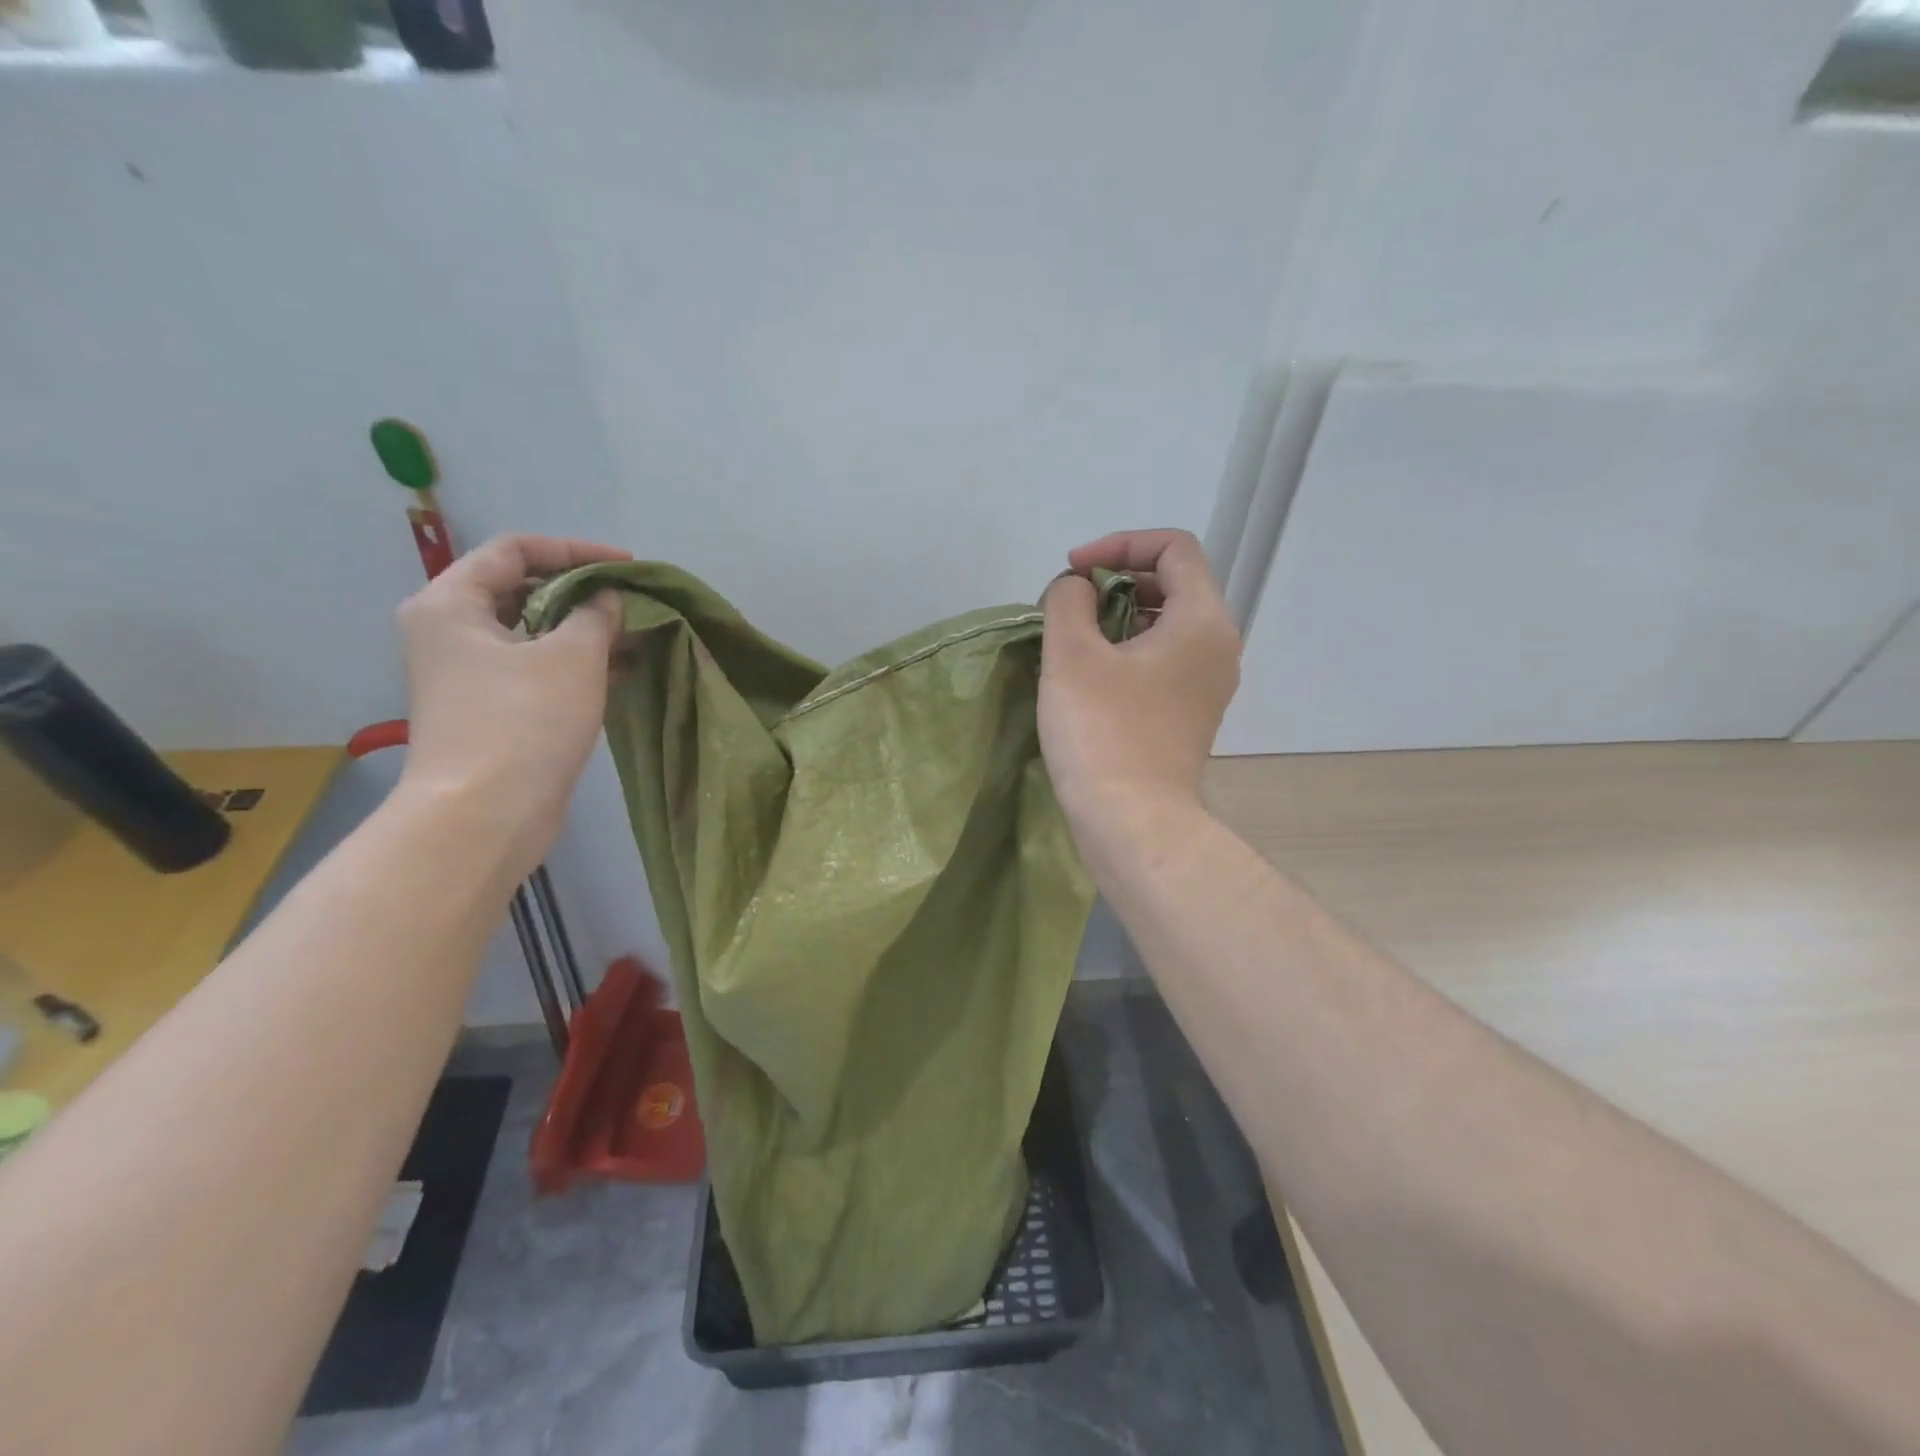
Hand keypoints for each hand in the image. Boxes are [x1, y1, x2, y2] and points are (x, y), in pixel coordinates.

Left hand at [393, 534, 628, 876]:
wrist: (484, 815)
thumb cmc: (523, 721)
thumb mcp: (572, 656)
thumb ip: (596, 614)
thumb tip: (607, 599)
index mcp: (451, 604)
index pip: (515, 550)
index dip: (576, 551)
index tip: (628, 566)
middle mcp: (451, 631)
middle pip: (522, 589)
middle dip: (583, 592)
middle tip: (632, 601)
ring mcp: (470, 674)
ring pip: (534, 633)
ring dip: (585, 630)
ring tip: (637, 634)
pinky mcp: (491, 709)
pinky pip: (537, 668)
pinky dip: (576, 663)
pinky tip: (623, 669)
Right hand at [1040, 529, 1240, 825]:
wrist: (1134, 823)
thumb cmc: (1103, 733)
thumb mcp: (1072, 655)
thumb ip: (1068, 601)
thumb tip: (1076, 590)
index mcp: (1202, 620)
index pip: (1174, 548)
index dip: (1119, 544)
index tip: (1072, 571)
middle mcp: (1218, 646)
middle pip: (1173, 583)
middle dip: (1115, 580)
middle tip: (1068, 605)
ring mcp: (1208, 684)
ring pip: (1167, 623)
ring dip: (1118, 616)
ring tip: (1073, 638)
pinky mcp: (1191, 714)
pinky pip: (1164, 659)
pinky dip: (1129, 649)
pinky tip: (1090, 673)